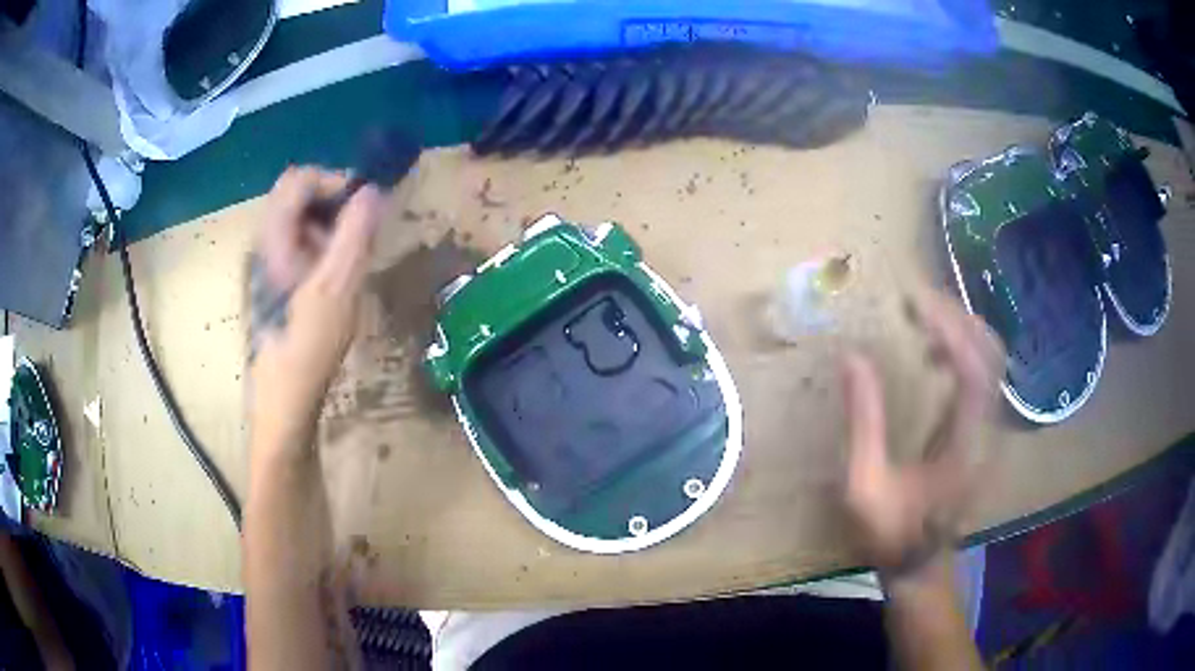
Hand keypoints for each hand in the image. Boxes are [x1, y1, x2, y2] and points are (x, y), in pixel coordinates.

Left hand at [250, 167, 385, 454]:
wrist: (284, 400)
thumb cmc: (309, 345)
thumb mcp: (338, 287)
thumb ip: (355, 234)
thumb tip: (373, 190)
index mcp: (273, 238)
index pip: (298, 179)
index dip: (333, 180)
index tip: (363, 205)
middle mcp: (264, 243)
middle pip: (297, 197)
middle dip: (333, 205)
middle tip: (358, 233)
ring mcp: (266, 264)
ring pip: (299, 222)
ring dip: (329, 228)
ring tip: (348, 260)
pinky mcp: (272, 283)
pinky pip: (298, 246)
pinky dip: (321, 248)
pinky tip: (334, 280)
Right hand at [841, 289, 1002, 583]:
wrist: (919, 563)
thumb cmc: (890, 533)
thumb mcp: (864, 486)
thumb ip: (863, 421)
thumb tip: (852, 358)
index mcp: (965, 446)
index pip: (973, 369)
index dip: (948, 328)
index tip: (913, 303)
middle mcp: (989, 431)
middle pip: (992, 354)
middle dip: (957, 318)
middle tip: (917, 302)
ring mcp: (992, 430)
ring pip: (993, 360)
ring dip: (962, 331)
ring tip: (923, 321)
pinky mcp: (985, 430)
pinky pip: (985, 375)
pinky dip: (963, 351)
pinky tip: (935, 356)